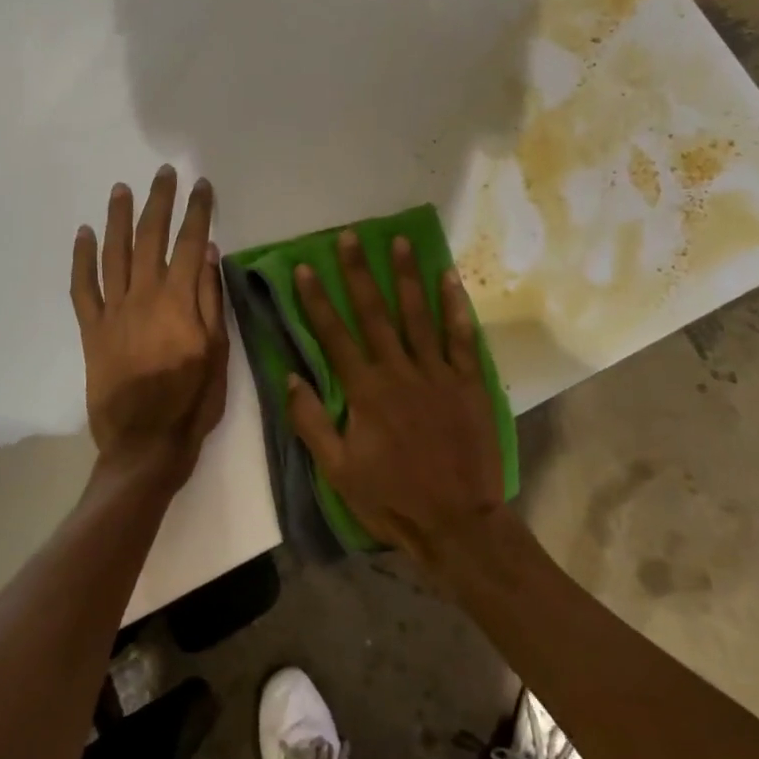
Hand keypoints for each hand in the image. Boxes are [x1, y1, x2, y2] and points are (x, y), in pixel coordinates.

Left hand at [70, 167, 228, 490]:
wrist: (145, 443)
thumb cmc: (192, 401)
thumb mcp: (219, 352)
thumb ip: (211, 300)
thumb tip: (209, 253)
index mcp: (179, 301)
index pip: (190, 242)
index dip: (197, 210)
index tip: (201, 185)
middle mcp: (144, 295)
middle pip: (150, 237)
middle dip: (158, 201)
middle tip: (163, 173)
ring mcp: (113, 311)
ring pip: (114, 252)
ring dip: (118, 217)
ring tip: (121, 188)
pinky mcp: (92, 329)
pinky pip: (82, 287)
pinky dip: (81, 258)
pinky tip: (82, 234)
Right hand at [287, 231, 504, 561]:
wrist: (458, 522)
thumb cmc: (393, 498)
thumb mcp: (338, 471)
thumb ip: (312, 422)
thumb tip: (289, 377)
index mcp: (366, 391)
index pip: (334, 335)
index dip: (317, 300)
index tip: (306, 267)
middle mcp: (399, 371)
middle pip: (375, 313)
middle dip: (359, 272)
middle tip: (350, 236)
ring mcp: (437, 373)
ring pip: (418, 314)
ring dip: (406, 275)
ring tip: (399, 241)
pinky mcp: (468, 381)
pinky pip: (462, 336)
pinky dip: (455, 305)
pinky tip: (449, 276)